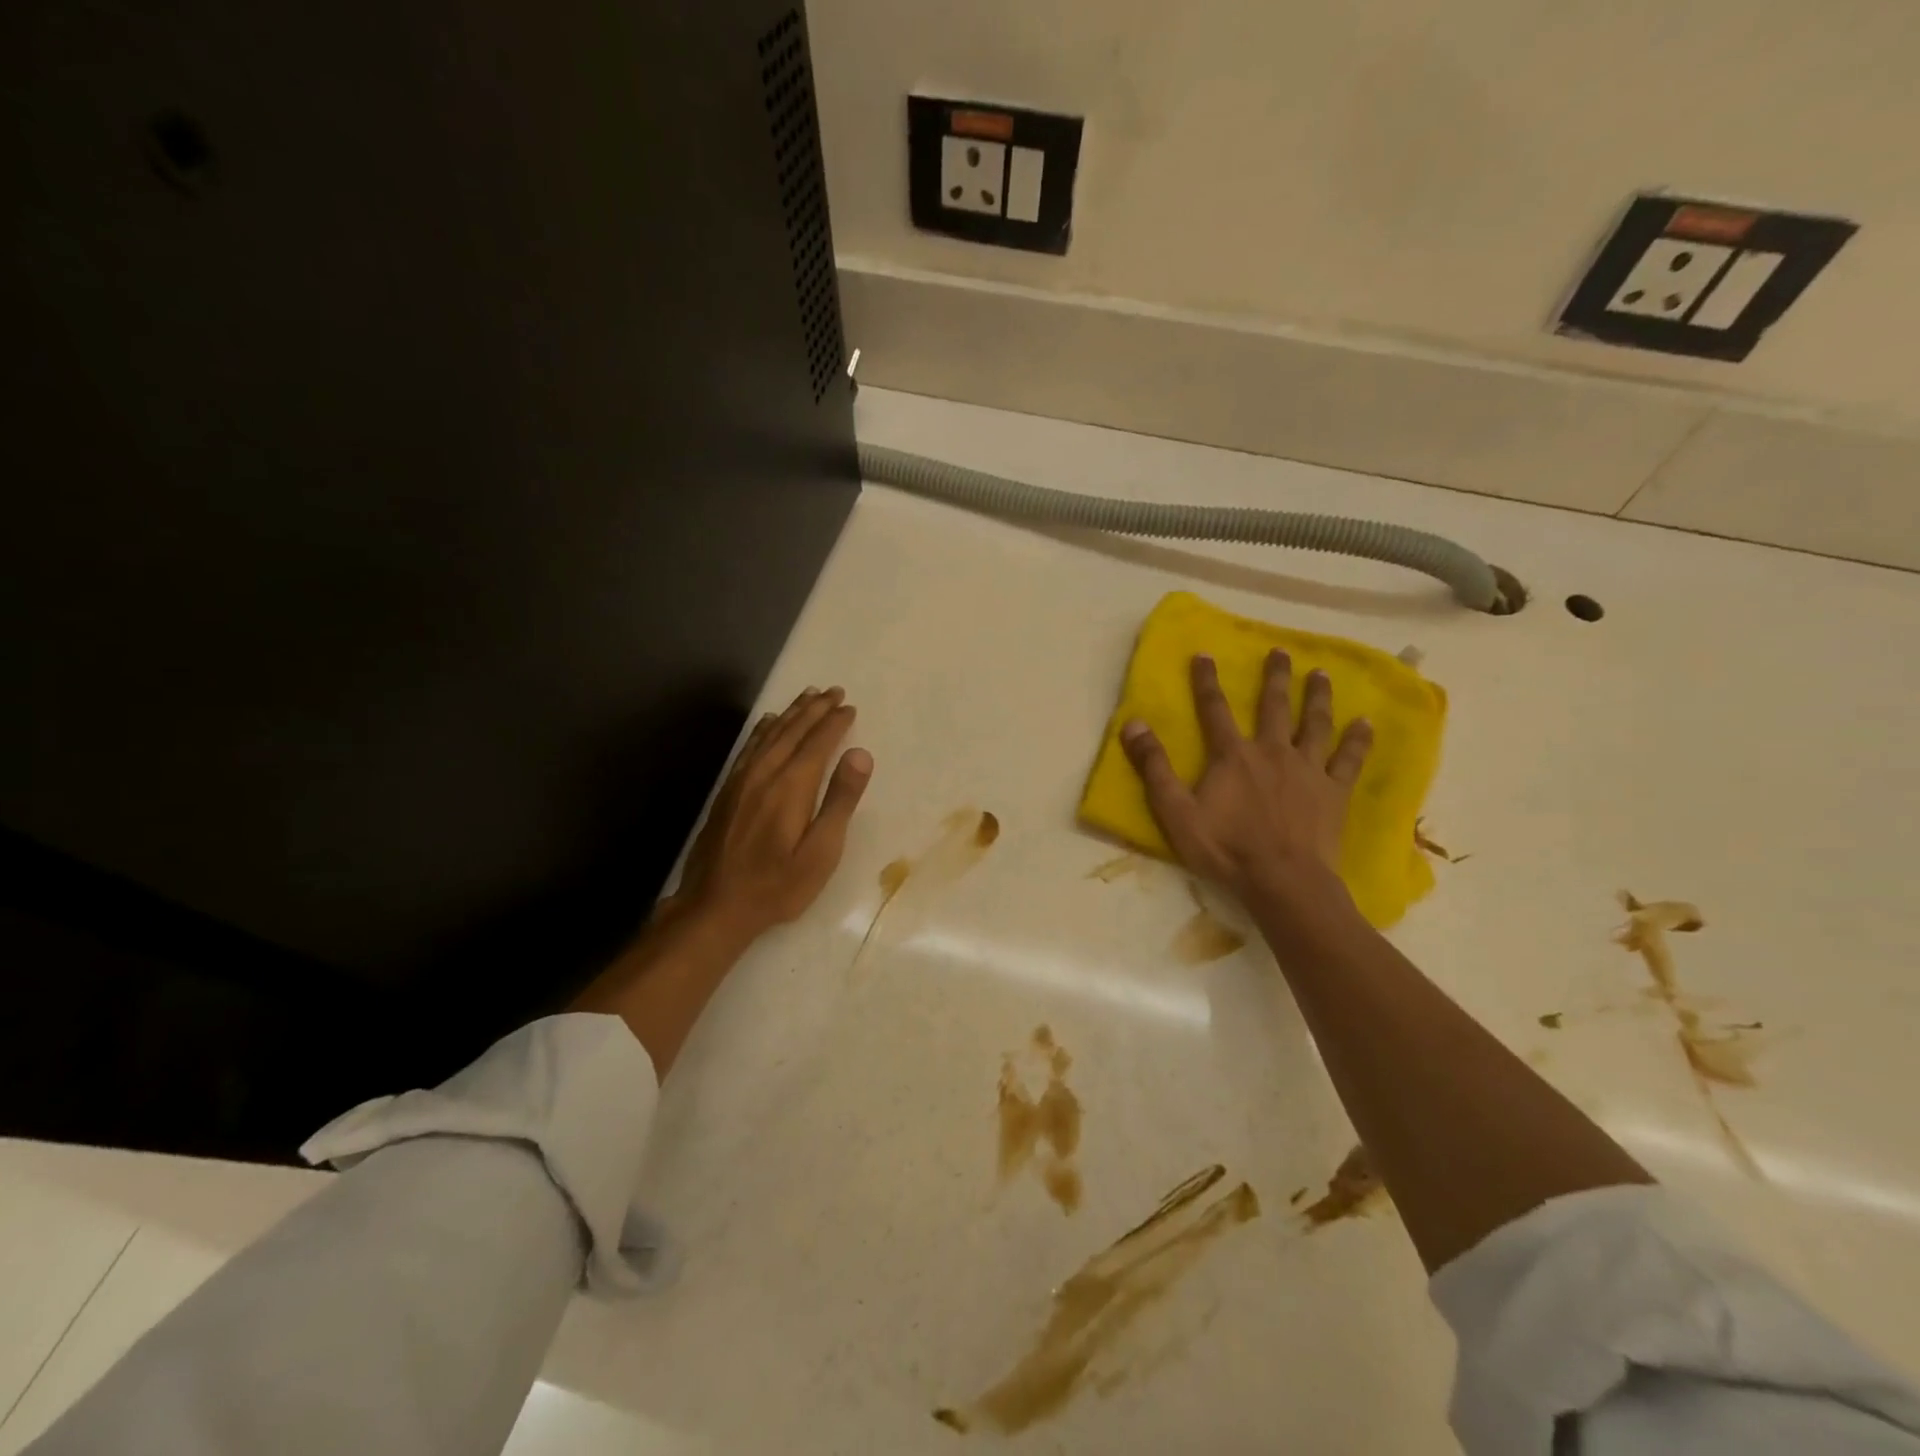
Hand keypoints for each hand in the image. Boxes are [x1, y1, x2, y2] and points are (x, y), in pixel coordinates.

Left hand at [670, 686, 873, 936]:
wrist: (715, 906)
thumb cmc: (778, 885)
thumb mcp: (821, 851)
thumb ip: (840, 800)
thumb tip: (860, 754)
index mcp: (791, 786)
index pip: (817, 743)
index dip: (835, 723)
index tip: (849, 707)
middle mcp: (765, 774)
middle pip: (792, 731)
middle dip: (815, 709)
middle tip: (834, 691)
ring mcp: (742, 781)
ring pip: (769, 734)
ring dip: (791, 712)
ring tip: (807, 696)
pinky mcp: (728, 791)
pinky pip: (749, 747)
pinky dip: (763, 729)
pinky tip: (767, 723)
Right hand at [1120, 652, 1370, 905]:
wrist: (1283, 881)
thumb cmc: (1225, 849)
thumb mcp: (1176, 812)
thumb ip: (1154, 767)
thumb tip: (1133, 723)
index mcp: (1233, 756)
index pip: (1215, 709)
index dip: (1207, 681)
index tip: (1204, 654)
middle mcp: (1272, 751)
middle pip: (1274, 706)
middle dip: (1274, 677)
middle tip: (1279, 651)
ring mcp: (1307, 769)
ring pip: (1315, 723)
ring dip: (1317, 697)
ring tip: (1320, 673)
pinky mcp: (1334, 791)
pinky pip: (1348, 759)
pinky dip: (1357, 740)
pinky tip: (1365, 723)